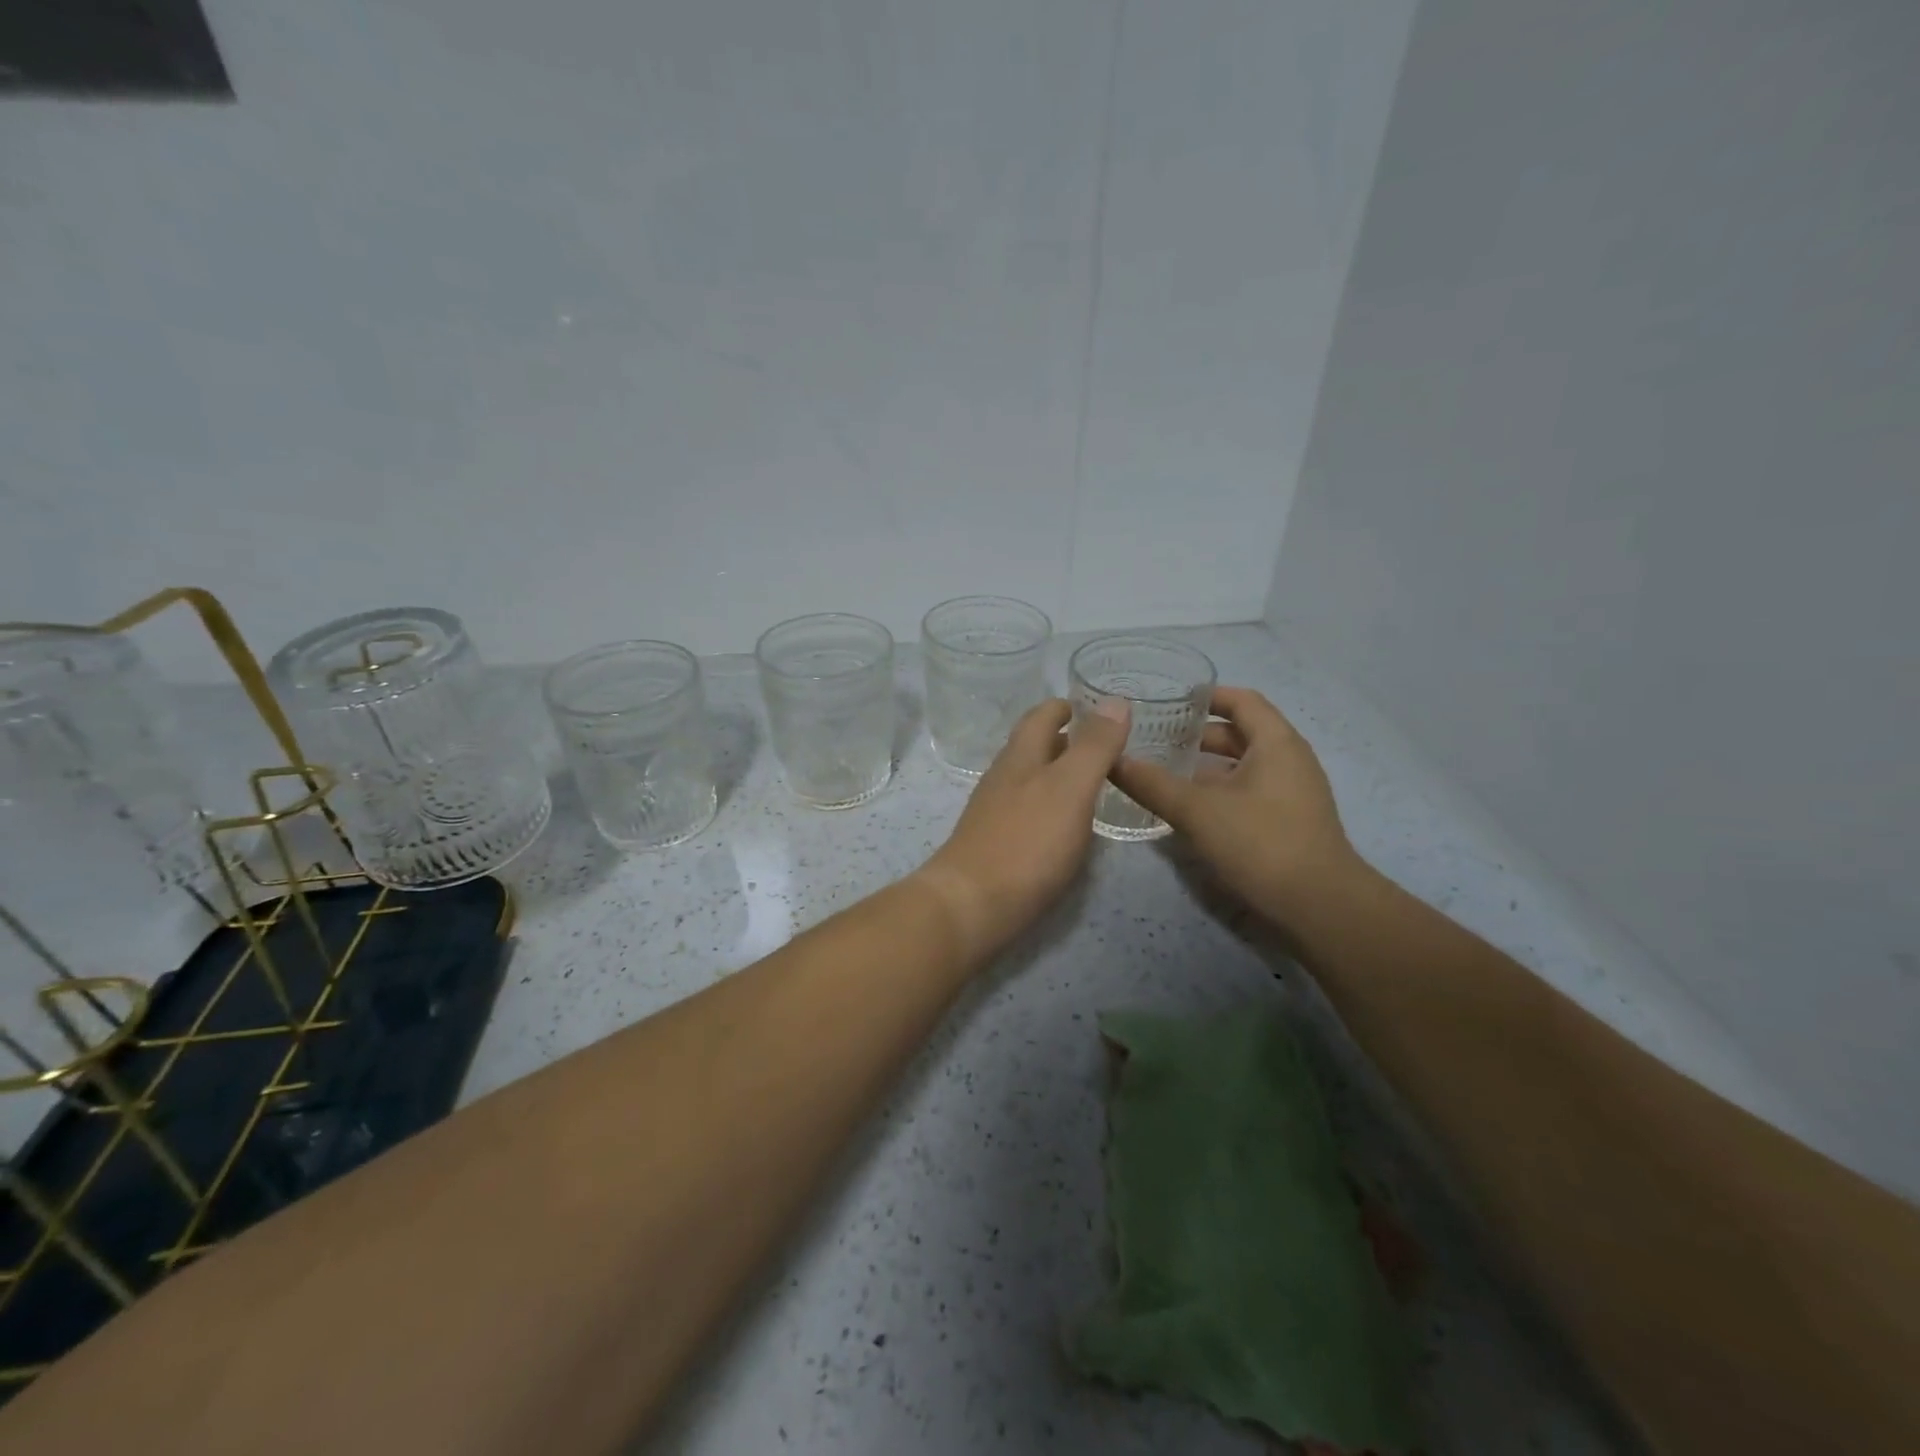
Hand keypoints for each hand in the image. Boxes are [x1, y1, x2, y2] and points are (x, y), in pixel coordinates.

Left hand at [916, 697, 1130, 959]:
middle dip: (1062, 739)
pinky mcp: (994, 844)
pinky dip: (1049, 805)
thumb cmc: (1027, 842)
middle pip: (1031, 746)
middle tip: (1100, 744)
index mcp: (1020, 757)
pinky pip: (1026, 811)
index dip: (1064, 707)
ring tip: (1089, 781)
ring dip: (1056, 772)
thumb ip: (1094, 747)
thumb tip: (1115, 700)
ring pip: (1028, 779)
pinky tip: (1064, 824)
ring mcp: (994, 812)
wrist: (972, 905)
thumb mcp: (1071, 788)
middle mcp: (1003, 778)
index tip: (1090, 707)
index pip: (1040, 716)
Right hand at [1110, 686, 1360, 924]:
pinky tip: (1189, 807)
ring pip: (1243, 765)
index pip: (1241, 700)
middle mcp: (1289, 759)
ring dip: (1206, 766)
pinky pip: (1249, 791)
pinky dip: (1219, 790)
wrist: (1321, 907)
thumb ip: (1153, 784)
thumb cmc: (1261, 843)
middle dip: (1198, 734)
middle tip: (1155, 738)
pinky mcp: (1289, 821)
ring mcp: (1292, 792)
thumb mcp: (1198, 811)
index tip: (1169, 700)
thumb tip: (1112, 760)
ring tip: (1163, 771)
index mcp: (1276, 743)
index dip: (1206, 696)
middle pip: (1240, 733)